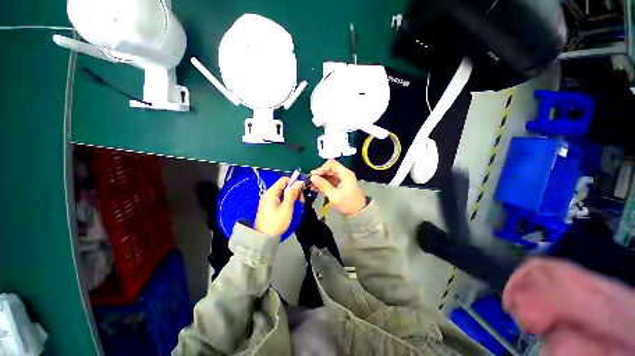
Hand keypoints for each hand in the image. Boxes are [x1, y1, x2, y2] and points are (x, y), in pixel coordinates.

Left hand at [254, 177, 303, 235]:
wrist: (264, 238)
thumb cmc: (276, 223)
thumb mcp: (286, 208)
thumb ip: (292, 194)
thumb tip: (299, 183)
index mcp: (271, 193)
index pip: (284, 180)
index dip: (294, 182)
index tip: (301, 190)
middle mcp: (268, 194)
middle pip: (284, 185)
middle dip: (294, 190)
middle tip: (301, 199)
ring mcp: (268, 199)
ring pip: (282, 192)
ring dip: (291, 195)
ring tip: (297, 203)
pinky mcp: (269, 205)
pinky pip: (280, 197)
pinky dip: (287, 200)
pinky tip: (291, 206)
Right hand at [310, 160, 366, 215]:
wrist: (358, 213)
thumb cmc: (348, 203)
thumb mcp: (334, 195)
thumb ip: (323, 185)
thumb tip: (312, 177)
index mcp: (345, 173)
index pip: (332, 164)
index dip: (322, 168)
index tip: (314, 175)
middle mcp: (344, 174)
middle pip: (329, 169)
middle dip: (319, 174)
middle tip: (310, 181)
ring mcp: (342, 179)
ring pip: (328, 175)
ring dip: (320, 179)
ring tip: (311, 185)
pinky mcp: (340, 184)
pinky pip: (330, 180)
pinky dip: (323, 183)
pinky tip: (315, 188)